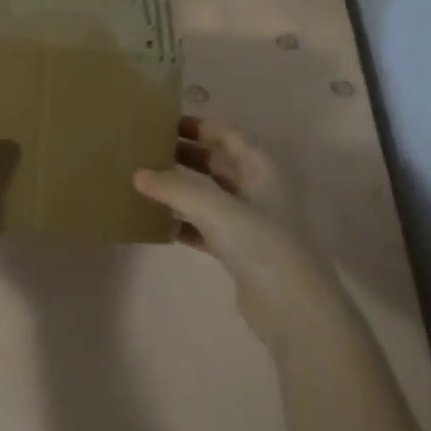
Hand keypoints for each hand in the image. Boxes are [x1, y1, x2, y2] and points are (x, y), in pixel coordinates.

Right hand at [134, 116, 324, 338]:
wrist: (293, 308)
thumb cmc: (261, 245)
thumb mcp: (216, 208)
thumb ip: (175, 188)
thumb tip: (138, 174)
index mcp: (260, 169)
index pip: (226, 134)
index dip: (196, 125)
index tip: (159, 123)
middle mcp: (255, 189)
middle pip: (215, 162)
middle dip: (182, 155)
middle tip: (142, 151)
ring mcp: (247, 222)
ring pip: (207, 195)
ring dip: (178, 189)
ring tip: (141, 184)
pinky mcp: (237, 251)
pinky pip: (203, 227)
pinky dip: (182, 223)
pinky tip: (156, 224)